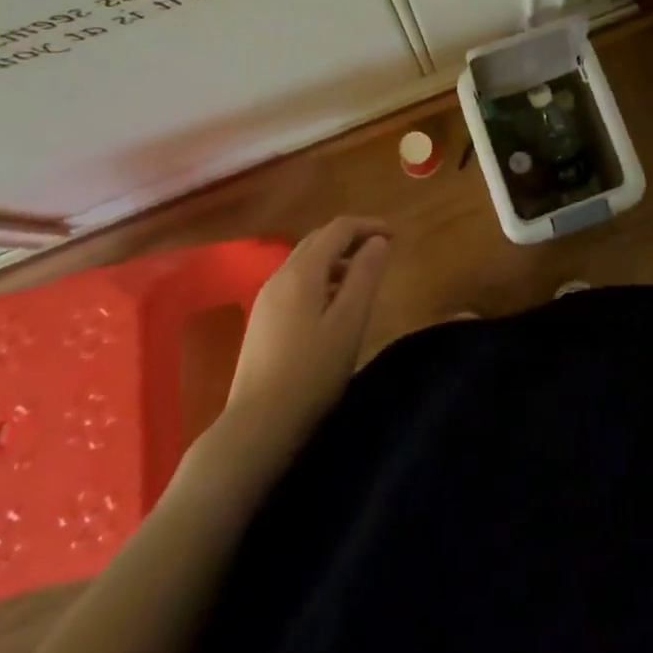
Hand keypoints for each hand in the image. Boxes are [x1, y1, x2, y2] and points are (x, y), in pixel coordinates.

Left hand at [223, 216, 390, 452]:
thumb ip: (365, 277)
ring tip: (361, 280)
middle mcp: (280, 276)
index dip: (368, 226)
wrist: (256, 427)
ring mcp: (266, 299)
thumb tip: (378, 242)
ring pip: (305, 262)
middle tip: (380, 252)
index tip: (395, 236)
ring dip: (335, 259)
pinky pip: (295, 282)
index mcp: (302, 272)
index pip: (338, 229)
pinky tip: (332, 306)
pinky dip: (320, 278)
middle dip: (351, 239)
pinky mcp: (261, 320)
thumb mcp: (349, 323)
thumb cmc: (311, 373)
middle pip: (318, 240)